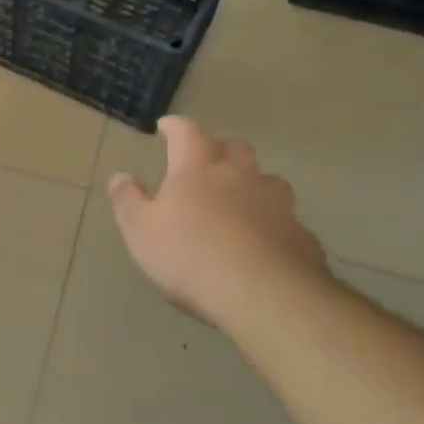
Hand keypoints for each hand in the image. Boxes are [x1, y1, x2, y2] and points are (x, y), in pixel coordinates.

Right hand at [109, 117, 332, 329]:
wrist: (267, 297)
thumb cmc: (191, 257)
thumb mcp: (141, 231)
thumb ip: (128, 201)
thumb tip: (121, 177)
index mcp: (198, 169)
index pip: (186, 133)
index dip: (175, 126)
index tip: (165, 127)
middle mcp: (240, 177)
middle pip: (234, 148)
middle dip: (218, 149)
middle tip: (205, 162)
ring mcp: (277, 205)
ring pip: (267, 181)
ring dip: (252, 184)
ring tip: (240, 201)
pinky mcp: (301, 236)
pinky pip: (285, 220)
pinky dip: (271, 223)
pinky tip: (263, 243)